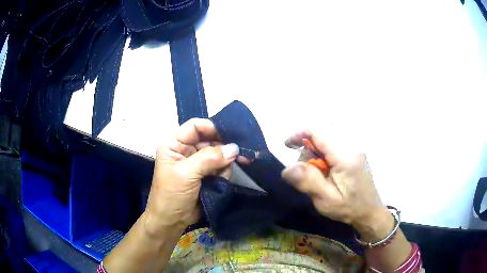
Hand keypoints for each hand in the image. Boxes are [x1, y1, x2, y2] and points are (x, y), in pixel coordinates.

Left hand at [144, 118, 239, 236]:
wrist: (171, 221)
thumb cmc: (171, 195)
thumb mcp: (186, 174)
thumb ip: (209, 158)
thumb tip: (234, 148)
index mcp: (174, 144)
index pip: (195, 126)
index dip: (212, 127)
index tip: (232, 133)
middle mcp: (187, 149)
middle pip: (210, 139)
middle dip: (224, 146)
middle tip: (242, 153)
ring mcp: (198, 162)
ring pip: (219, 153)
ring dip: (225, 163)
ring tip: (223, 176)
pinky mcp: (207, 174)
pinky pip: (221, 166)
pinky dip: (225, 172)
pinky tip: (221, 181)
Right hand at [282, 129, 389, 236]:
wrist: (370, 211)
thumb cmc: (349, 208)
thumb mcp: (326, 199)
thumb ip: (307, 181)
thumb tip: (287, 168)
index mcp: (344, 155)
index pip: (318, 130)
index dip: (299, 134)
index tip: (287, 146)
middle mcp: (351, 145)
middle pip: (321, 134)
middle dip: (308, 149)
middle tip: (305, 172)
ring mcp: (355, 147)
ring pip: (327, 138)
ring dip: (316, 152)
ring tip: (317, 175)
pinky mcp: (355, 152)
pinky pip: (334, 145)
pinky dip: (324, 154)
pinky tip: (325, 170)